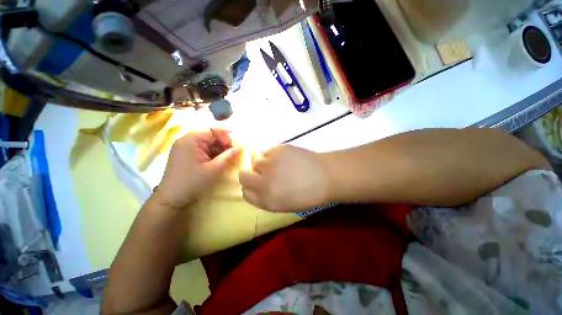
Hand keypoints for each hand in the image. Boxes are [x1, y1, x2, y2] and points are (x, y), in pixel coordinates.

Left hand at [155, 129, 240, 207]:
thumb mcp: (214, 169)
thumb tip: (239, 148)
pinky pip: (202, 150)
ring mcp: (185, 148)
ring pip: (207, 144)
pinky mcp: (186, 155)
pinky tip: (219, 160)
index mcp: (191, 140)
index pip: (213, 131)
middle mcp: (187, 140)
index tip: (236, 146)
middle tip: (233, 153)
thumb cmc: (193, 182)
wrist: (172, 199)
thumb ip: (228, 156)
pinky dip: (212, 154)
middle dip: (223, 144)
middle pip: (210, 136)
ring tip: (228, 158)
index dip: (226, 137)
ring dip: (219, 149)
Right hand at [238, 145, 330, 211]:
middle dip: (251, 174)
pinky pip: (266, 151)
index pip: (244, 192)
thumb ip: (265, 197)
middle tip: (264, 173)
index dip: (250, 187)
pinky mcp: (277, 149)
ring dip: (264, 164)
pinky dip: (272, 155)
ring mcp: (270, 164)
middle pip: (243, 175)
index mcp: (266, 200)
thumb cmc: (307, 194)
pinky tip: (285, 157)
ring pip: (255, 161)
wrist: (326, 176)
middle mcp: (264, 182)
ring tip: (279, 165)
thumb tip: (255, 186)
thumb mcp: (284, 204)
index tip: (257, 184)